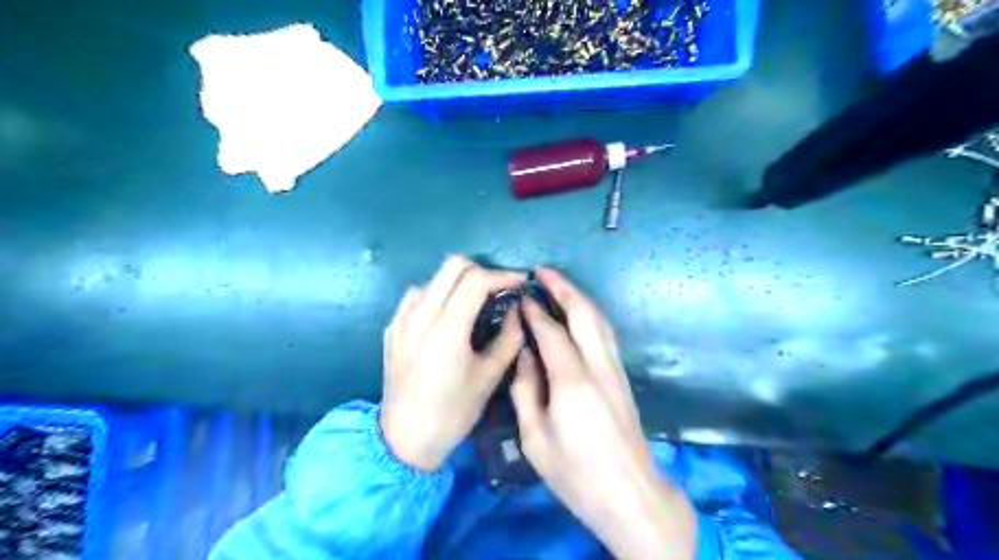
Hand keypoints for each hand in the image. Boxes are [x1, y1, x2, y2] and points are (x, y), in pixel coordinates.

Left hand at [380, 257, 525, 471]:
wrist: (405, 437)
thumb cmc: (453, 411)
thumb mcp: (489, 377)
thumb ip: (509, 338)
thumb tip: (518, 310)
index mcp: (447, 328)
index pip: (476, 279)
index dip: (503, 275)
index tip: (520, 281)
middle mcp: (420, 314)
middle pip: (453, 265)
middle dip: (481, 270)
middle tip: (498, 289)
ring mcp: (402, 318)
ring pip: (435, 278)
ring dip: (458, 283)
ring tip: (473, 304)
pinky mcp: (392, 326)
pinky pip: (418, 295)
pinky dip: (438, 296)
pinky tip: (446, 318)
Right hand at [510, 268, 696, 559]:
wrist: (630, 494)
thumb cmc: (576, 474)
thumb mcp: (535, 438)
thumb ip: (526, 389)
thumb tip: (525, 354)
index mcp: (572, 381)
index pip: (551, 331)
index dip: (534, 310)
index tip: (520, 296)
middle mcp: (598, 366)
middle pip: (584, 312)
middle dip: (563, 287)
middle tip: (542, 271)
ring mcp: (615, 369)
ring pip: (599, 319)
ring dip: (578, 297)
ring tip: (558, 285)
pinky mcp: (622, 377)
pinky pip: (604, 333)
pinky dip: (589, 314)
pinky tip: (577, 314)